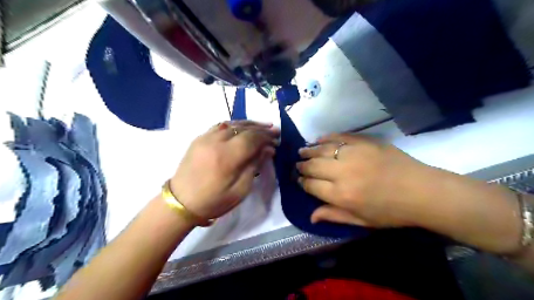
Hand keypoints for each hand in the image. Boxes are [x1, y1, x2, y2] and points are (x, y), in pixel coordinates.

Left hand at [170, 121, 279, 221]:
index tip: (277, 139)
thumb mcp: (240, 190)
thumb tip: (268, 149)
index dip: (266, 137)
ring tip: (262, 126)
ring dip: (249, 124)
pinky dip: (234, 124)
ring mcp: (205, 137)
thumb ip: (254, 166)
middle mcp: (215, 141)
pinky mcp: (199, 138)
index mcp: (226, 157)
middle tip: (274, 130)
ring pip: (231, 123)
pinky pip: (220, 125)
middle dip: (261, 129)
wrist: (181, 202)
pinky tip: (242, 127)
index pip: (252, 138)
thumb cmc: (214, 201)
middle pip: (243, 128)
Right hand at [299, 132, 428, 227]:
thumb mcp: (361, 221)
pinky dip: (327, 137)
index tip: (299, 179)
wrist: (422, 191)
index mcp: (341, 195)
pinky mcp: (364, 142)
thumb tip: (310, 216)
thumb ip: (334, 216)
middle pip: (313, 166)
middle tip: (298, 164)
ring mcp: (353, 154)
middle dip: (302, 166)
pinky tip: (319, 139)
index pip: (311, 185)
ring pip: (322, 149)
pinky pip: (339, 136)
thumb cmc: (391, 212)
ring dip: (309, 150)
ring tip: (302, 151)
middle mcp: (342, 173)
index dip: (302, 182)